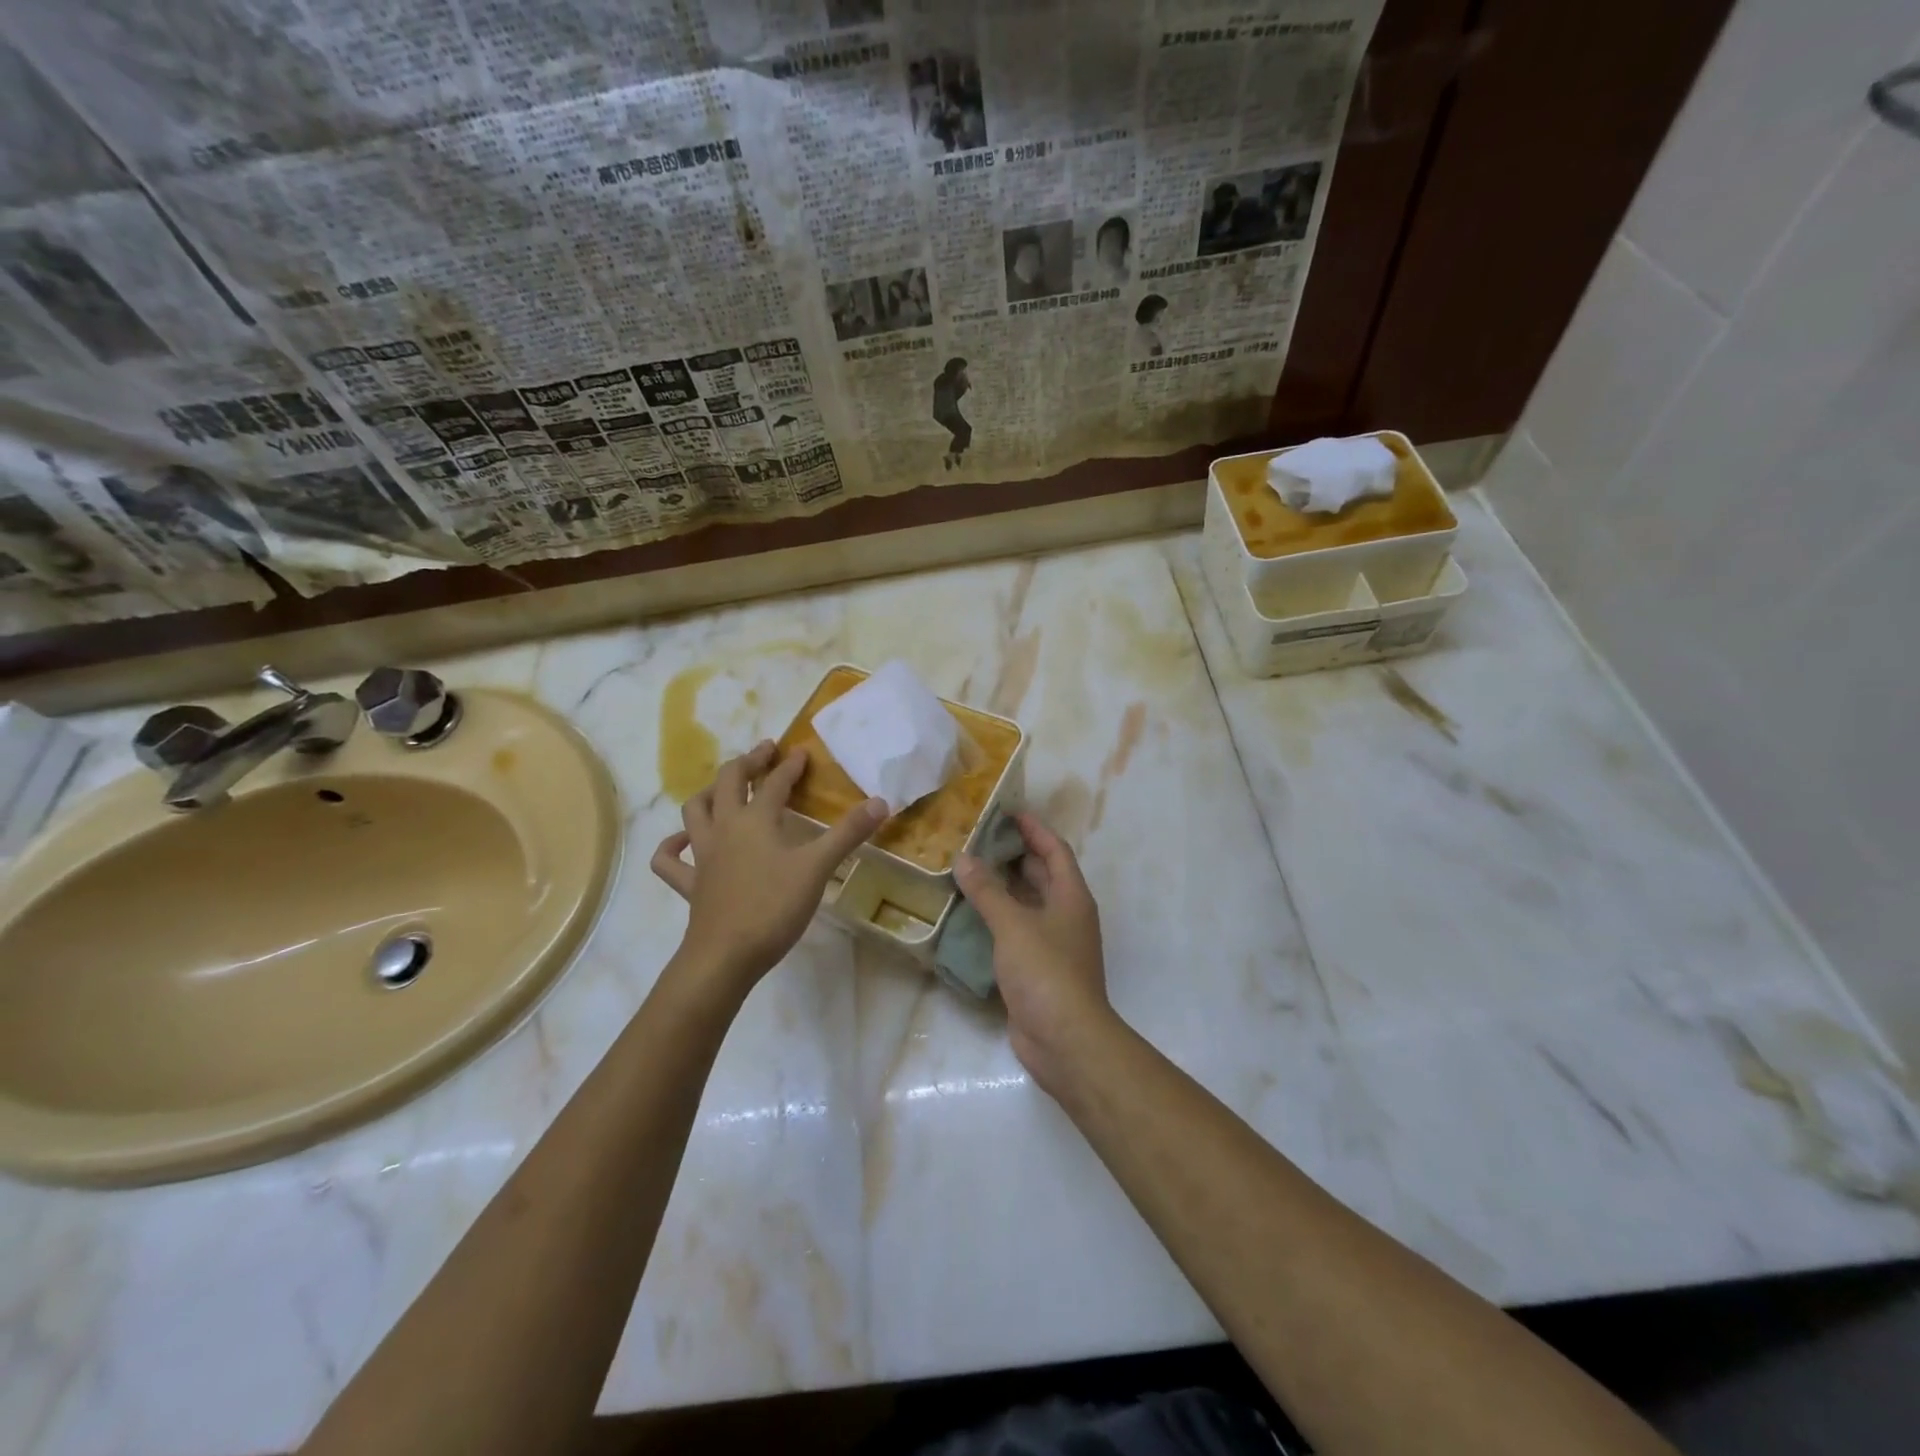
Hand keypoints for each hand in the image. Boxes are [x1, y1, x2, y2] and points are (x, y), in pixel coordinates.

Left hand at [651, 741, 885, 988]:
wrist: (726, 956)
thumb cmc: (774, 907)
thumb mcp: (818, 868)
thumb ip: (848, 833)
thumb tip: (881, 801)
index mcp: (755, 820)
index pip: (775, 783)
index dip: (790, 766)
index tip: (801, 752)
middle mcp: (724, 828)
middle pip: (728, 782)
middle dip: (747, 763)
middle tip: (764, 753)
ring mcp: (702, 856)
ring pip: (695, 811)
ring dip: (709, 793)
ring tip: (723, 788)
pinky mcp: (689, 884)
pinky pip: (669, 860)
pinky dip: (672, 846)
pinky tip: (683, 841)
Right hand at [954, 812, 1111, 1091]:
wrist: (1064, 1039)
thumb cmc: (1045, 971)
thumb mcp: (1013, 925)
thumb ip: (988, 891)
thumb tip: (964, 859)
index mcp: (1071, 896)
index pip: (1054, 850)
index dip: (1034, 828)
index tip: (1007, 811)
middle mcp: (1066, 915)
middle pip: (1041, 875)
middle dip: (1013, 855)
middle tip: (978, 839)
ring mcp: (1053, 943)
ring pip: (1026, 904)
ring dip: (1002, 888)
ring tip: (967, 871)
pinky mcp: (1037, 968)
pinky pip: (1015, 932)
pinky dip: (996, 919)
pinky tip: (968, 916)